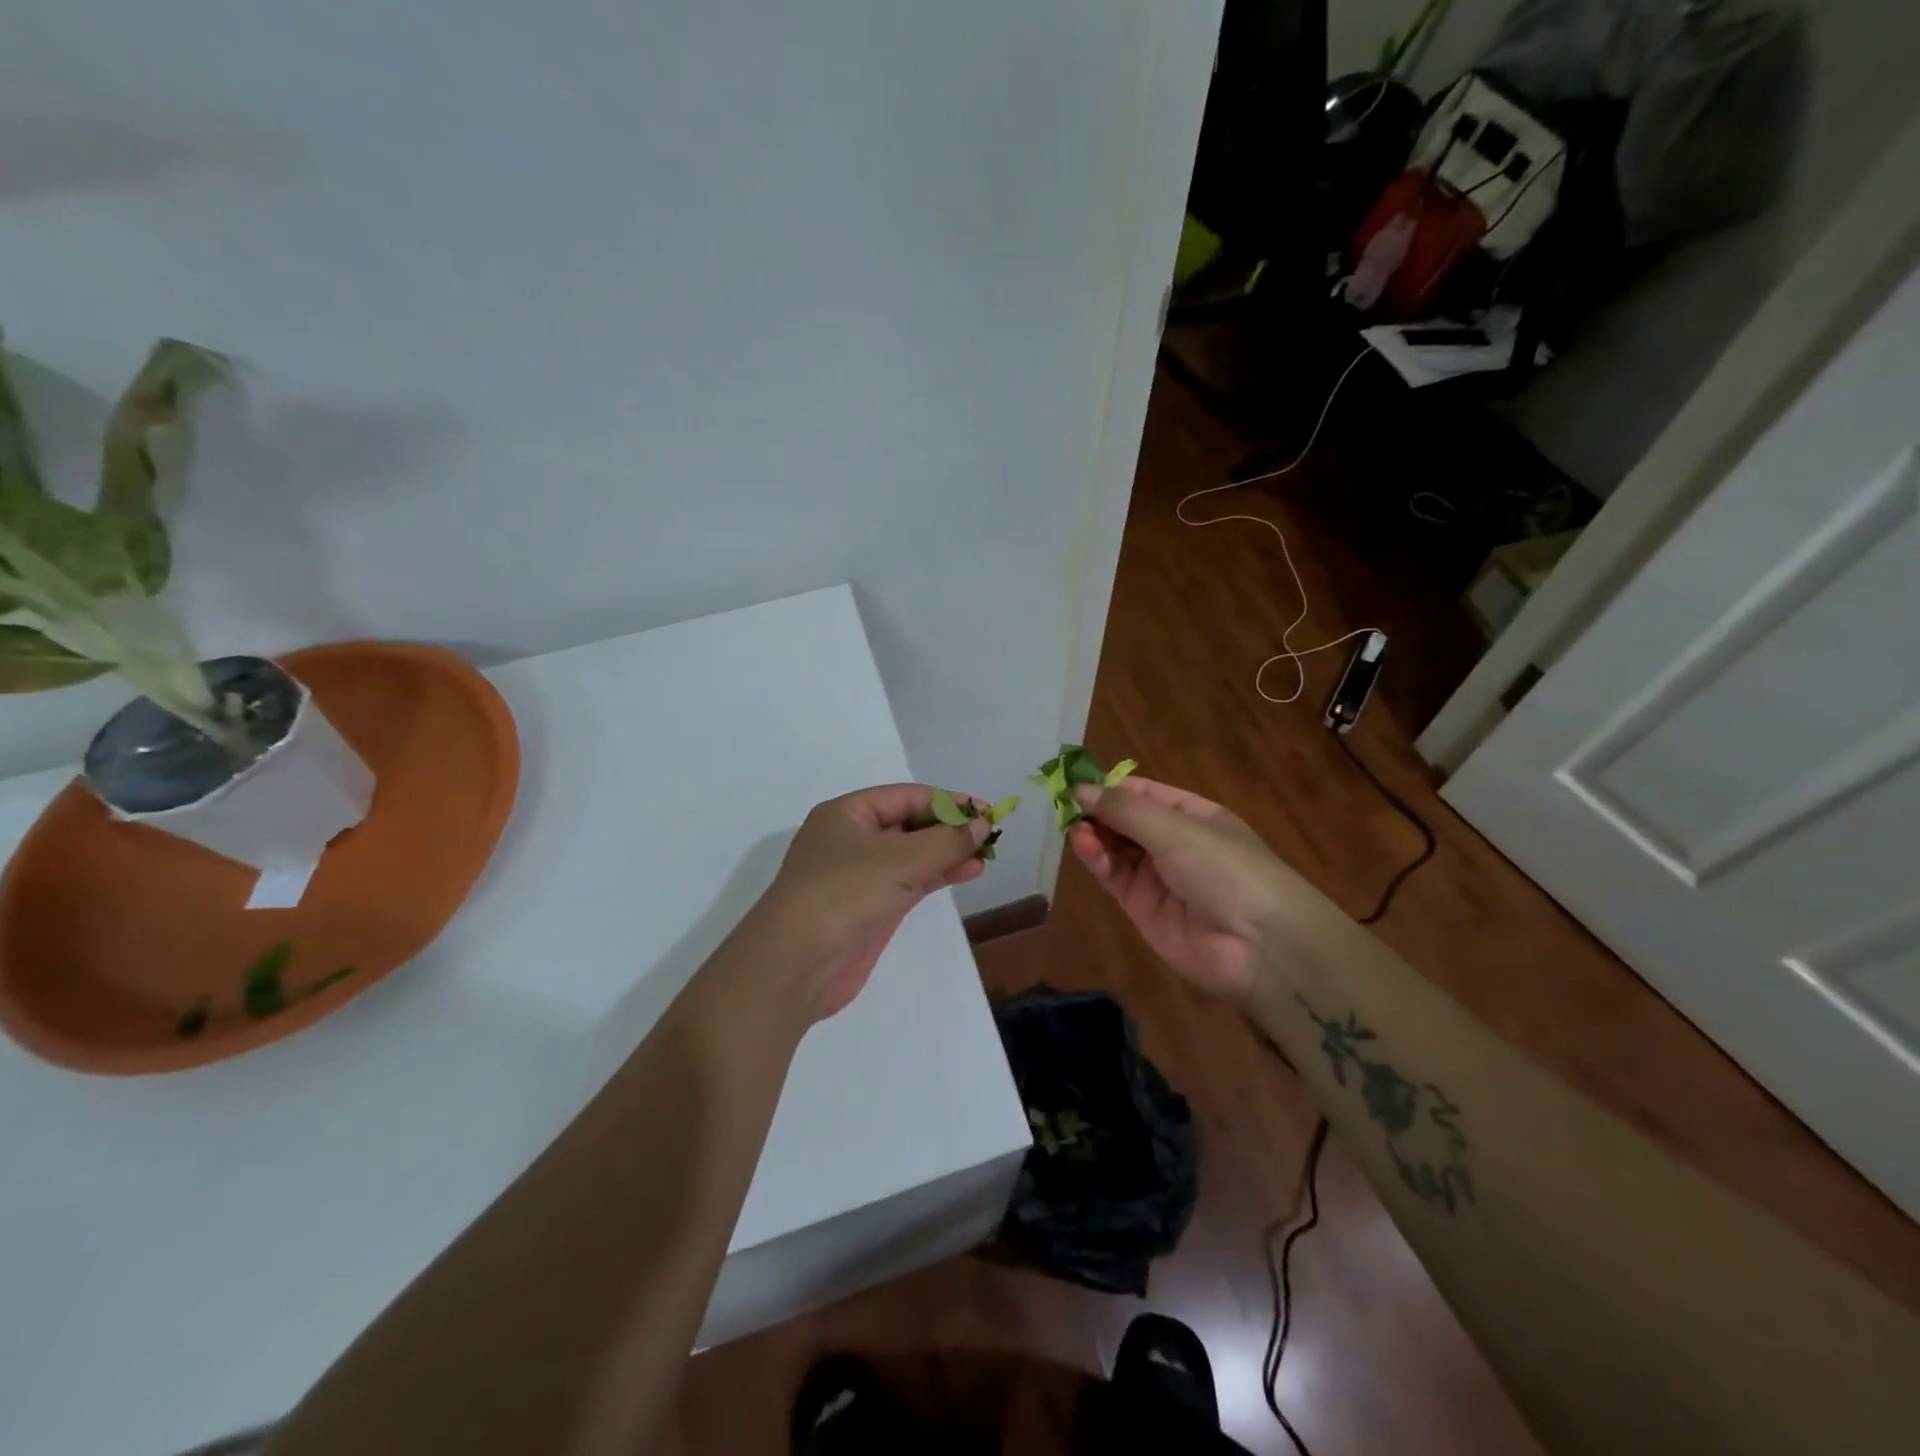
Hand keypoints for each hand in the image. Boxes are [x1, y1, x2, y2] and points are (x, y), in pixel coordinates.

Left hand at [748, 784, 990, 1019]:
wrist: (796, 964)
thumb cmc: (844, 893)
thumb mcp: (900, 859)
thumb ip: (947, 841)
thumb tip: (982, 825)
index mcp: (846, 814)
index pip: (905, 796)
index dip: (947, 801)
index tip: (985, 812)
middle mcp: (851, 840)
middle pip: (908, 824)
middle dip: (948, 828)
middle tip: (990, 834)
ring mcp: (859, 877)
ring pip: (912, 855)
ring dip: (947, 853)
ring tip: (985, 855)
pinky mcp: (869, 909)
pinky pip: (909, 883)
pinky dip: (937, 876)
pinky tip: (966, 874)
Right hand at [1069, 776, 1302, 996]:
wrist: (1259, 946)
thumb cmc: (1226, 868)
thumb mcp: (1177, 828)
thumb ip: (1125, 809)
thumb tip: (1080, 788)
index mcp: (1192, 814)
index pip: (1142, 792)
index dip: (1110, 786)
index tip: (1074, 780)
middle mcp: (1172, 841)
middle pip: (1124, 819)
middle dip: (1096, 810)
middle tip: (1063, 803)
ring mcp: (1156, 876)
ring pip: (1114, 847)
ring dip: (1093, 834)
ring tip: (1073, 826)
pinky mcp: (1141, 907)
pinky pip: (1113, 876)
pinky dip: (1096, 859)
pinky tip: (1082, 844)